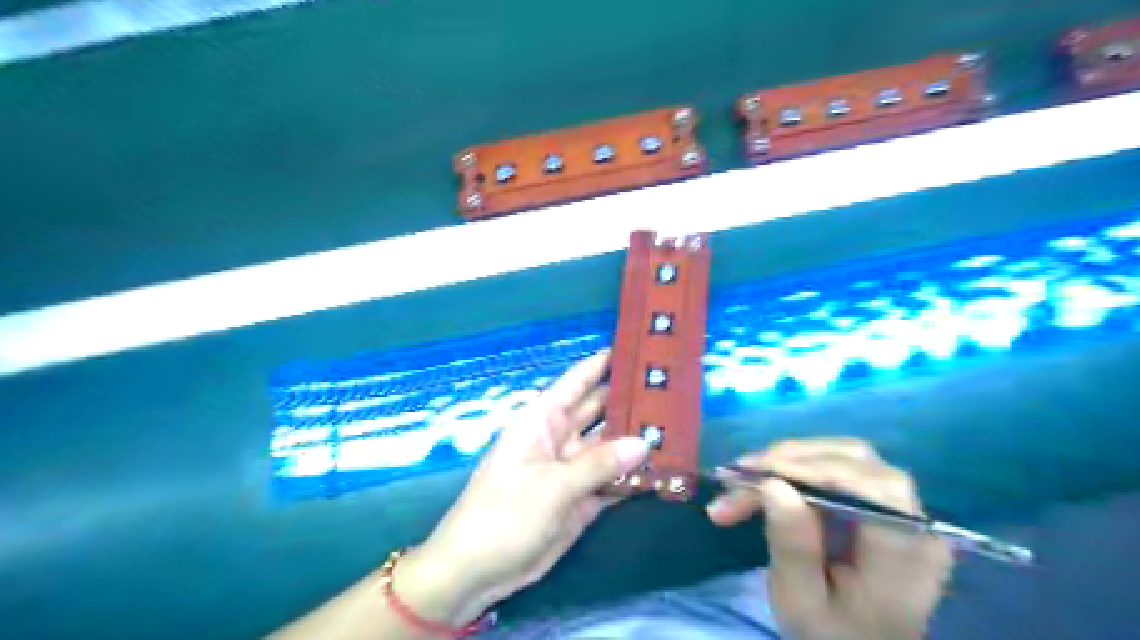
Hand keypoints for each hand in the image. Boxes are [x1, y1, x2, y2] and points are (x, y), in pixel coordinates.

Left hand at [409, 352, 648, 623]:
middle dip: (628, 402)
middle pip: (598, 412)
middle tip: (669, 389)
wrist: (478, 572)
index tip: (634, 349)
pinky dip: (633, 477)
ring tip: (676, 427)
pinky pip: (612, 481)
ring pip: (610, 447)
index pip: (575, 383)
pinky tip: (663, 469)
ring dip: (636, 441)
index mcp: (542, 422)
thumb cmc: (504, 514)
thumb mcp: (552, 486)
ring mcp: (572, 470)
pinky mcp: (581, 499)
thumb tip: (645, 442)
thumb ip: (600, 464)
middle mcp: (560, 439)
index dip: (600, 365)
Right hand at [706, 438, 954, 638]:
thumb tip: (772, 485)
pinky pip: (835, 463)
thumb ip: (793, 548)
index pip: (872, 488)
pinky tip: (764, 481)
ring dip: (786, 460)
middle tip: (736, 479)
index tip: (757, 476)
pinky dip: (794, 466)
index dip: (814, 470)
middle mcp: (913, 518)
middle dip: (788, 462)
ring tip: (742, 480)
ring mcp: (899, 502)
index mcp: (907, 555)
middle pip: (854, 460)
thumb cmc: (831, 631)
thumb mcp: (802, 603)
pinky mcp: (878, 494)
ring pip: (840, 453)